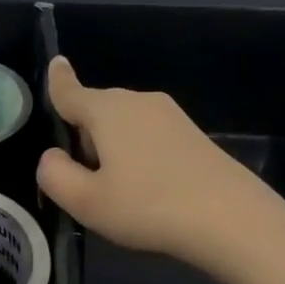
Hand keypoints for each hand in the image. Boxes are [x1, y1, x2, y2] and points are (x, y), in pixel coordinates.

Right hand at [36, 57, 282, 269]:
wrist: (233, 220)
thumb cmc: (149, 206)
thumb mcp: (86, 202)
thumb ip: (55, 175)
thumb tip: (51, 157)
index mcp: (106, 110)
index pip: (70, 91)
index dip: (57, 81)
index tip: (56, 63)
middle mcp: (137, 102)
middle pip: (97, 111)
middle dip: (84, 136)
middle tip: (85, 182)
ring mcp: (170, 116)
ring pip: (124, 125)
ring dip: (113, 149)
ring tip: (119, 193)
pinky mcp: (193, 135)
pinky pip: (150, 137)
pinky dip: (140, 155)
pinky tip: (150, 192)